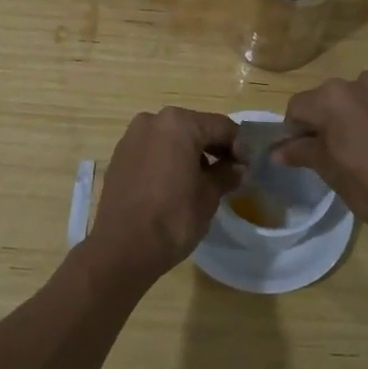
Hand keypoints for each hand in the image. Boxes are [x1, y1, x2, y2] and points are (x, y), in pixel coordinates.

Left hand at [88, 107, 240, 287]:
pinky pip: (152, 150)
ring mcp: (132, 137)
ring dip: (189, 153)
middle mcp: (153, 120)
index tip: (248, 166)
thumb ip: (226, 174)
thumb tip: (237, 168)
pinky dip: (167, 160)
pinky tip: (175, 184)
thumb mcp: (209, 195)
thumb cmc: (174, 217)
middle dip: (213, 147)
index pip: (221, 126)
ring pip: (171, 138)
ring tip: (202, 180)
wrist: (122, 248)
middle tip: (228, 172)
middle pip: (194, 128)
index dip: (239, 145)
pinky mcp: (119, 156)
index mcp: (179, 123)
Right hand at [276, 72, 367, 270]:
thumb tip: (276, 152)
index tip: (307, 150)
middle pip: (334, 97)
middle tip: (343, 150)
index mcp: (332, 99)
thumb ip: (302, 152)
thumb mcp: (331, 173)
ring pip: (367, 95)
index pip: (299, 106)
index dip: (298, 129)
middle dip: (333, 118)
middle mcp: (362, 82)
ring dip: (364, 113)